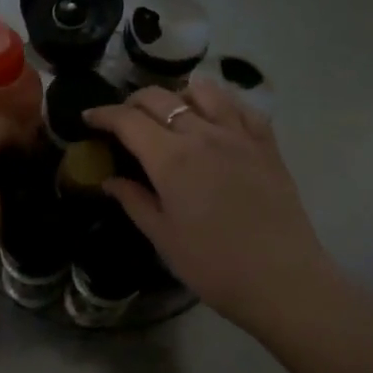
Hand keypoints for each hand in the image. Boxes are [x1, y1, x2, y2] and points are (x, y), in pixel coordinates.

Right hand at [86, 79, 336, 332]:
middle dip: (134, 102)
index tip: (89, 118)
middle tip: (124, 119)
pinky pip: (243, 107)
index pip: (128, 120)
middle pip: (161, 97)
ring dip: (179, 95)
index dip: (103, 114)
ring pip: (203, 91)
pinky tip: (217, 118)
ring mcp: (238, 135)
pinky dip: (223, 103)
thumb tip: (109, 180)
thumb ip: (134, 201)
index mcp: (170, 158)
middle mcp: (202, 134)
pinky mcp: (267, 144)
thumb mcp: (164, 238)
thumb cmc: (214, 266)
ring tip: (172, 112)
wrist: (283, 281)